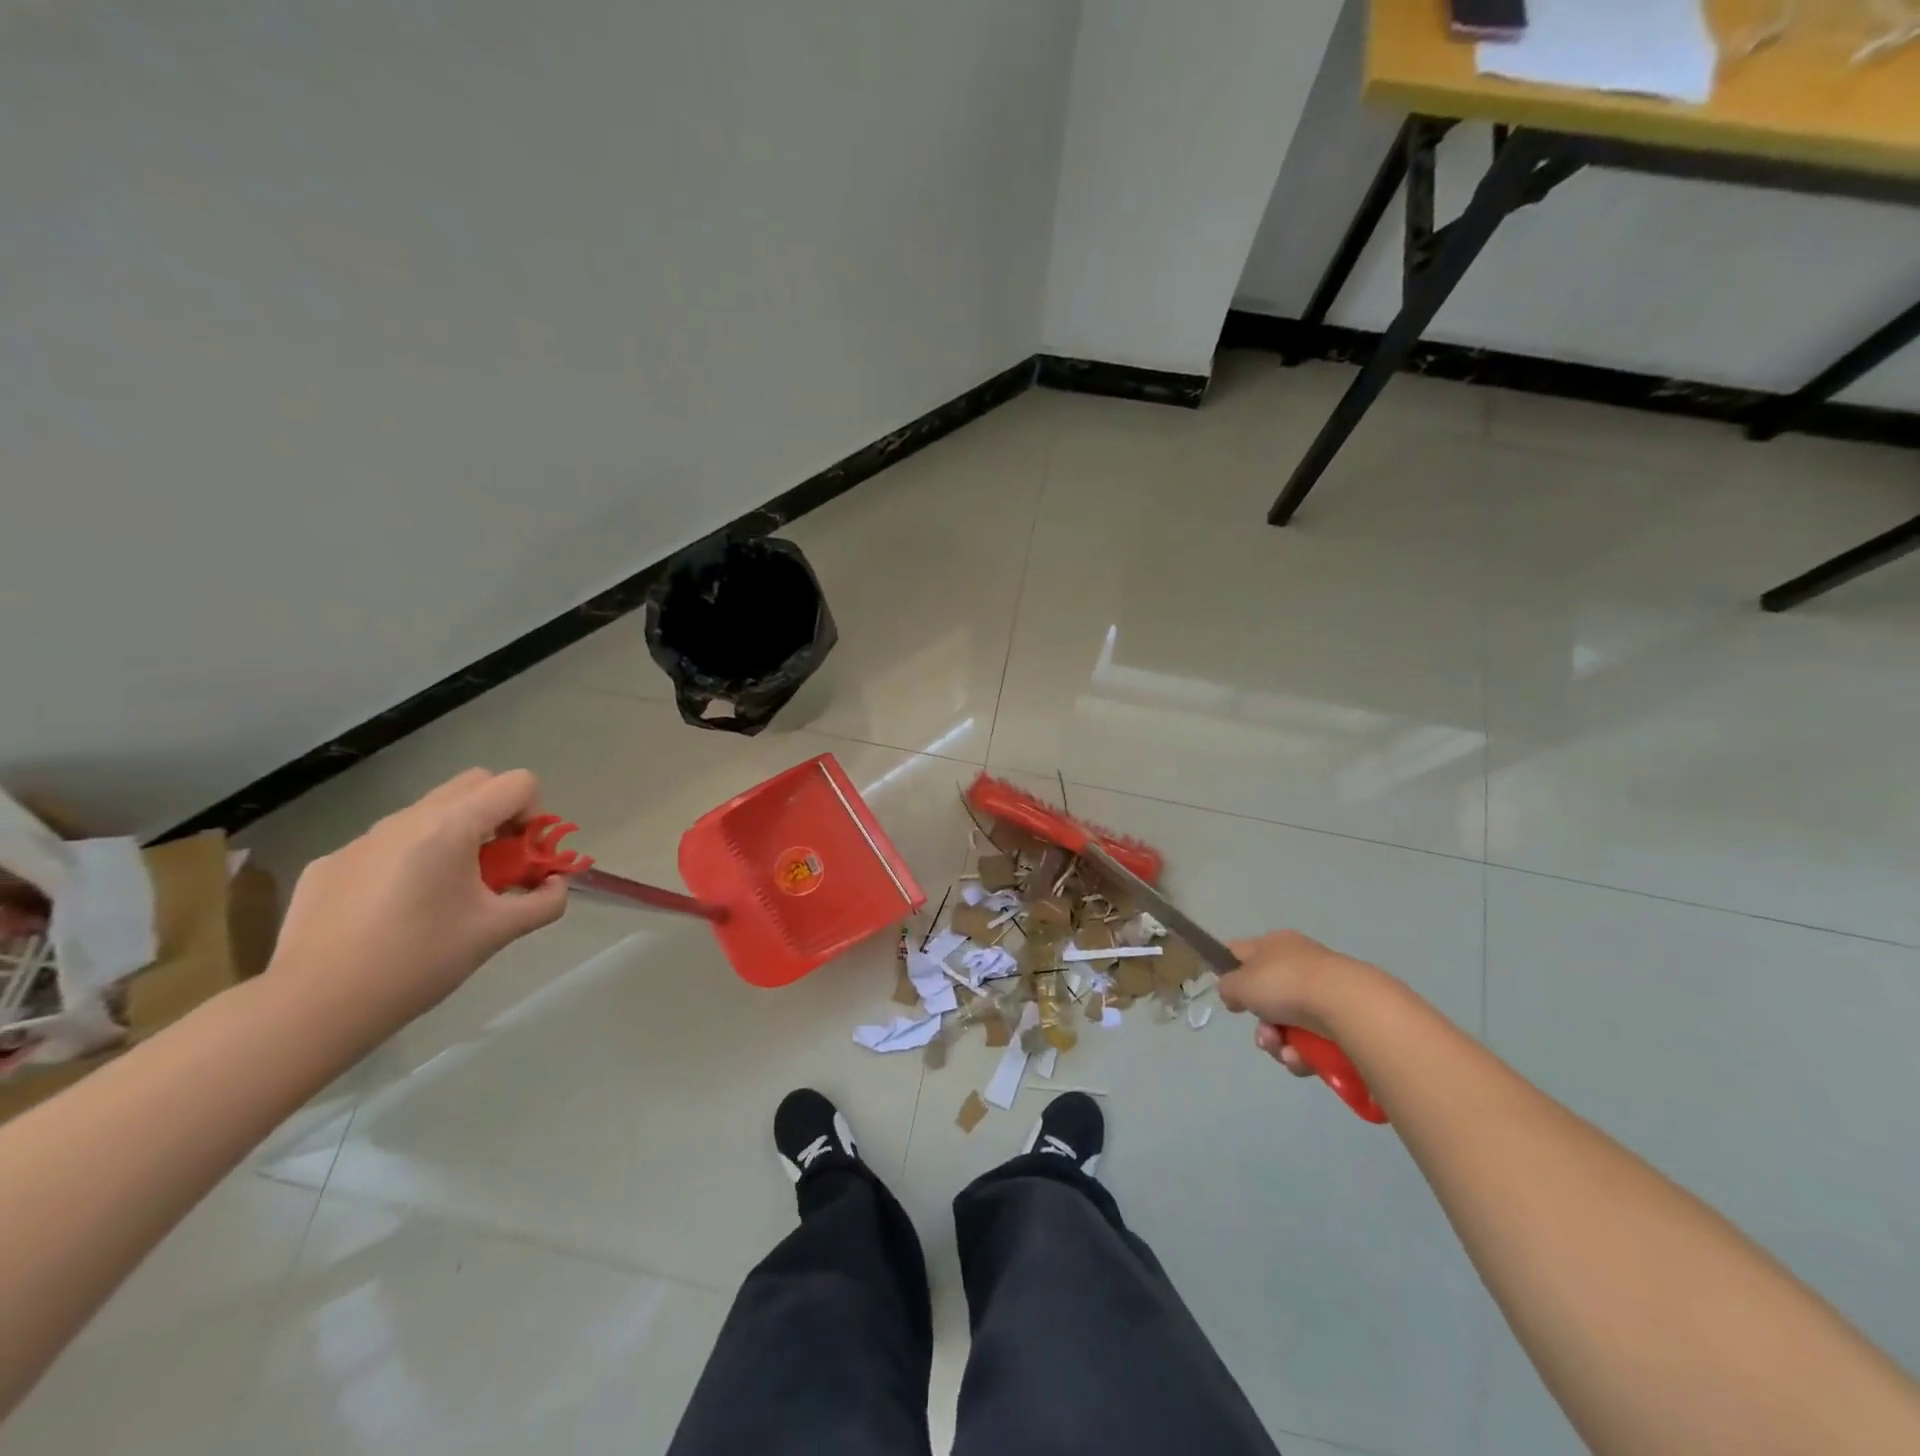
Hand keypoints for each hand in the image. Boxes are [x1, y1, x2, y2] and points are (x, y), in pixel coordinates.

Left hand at [266, 769, 568, 1047]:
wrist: (314, 1006)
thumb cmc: (419, 962)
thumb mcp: (498, 932)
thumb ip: (544, 902)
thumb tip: (555, 885)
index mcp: (451, 827)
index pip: (517, 784)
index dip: (534, 815)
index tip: (523, 858)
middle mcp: (406, 818)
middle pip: (475, 783)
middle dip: (498, 815)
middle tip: (496, 865)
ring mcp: (362, 838)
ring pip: (429, 813)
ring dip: (455, 837)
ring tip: (446, 894)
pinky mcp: (330, 862)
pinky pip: (388, 845)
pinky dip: (409, 861)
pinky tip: (394, 913)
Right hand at [1218, 931, 1381, 1075]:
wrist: (1348, 1006)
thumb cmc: (1286, 984)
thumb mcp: (1240, 983)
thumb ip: (1227, 987)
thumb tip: (1234, 994)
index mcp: (1274, 945)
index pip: (1242, 952)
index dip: (1231, 972)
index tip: (1231, 997)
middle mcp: (1298, 965)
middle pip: (1266, 999)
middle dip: (1261, 1025)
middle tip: (1264, 1034)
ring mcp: (1322, 993)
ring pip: (1288, 1026)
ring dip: (1279, 1044)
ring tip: (1285, 1050)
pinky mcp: (1342, 1021)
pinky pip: (1311, 1042)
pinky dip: (1303, 1054)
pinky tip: (1303, 1058)